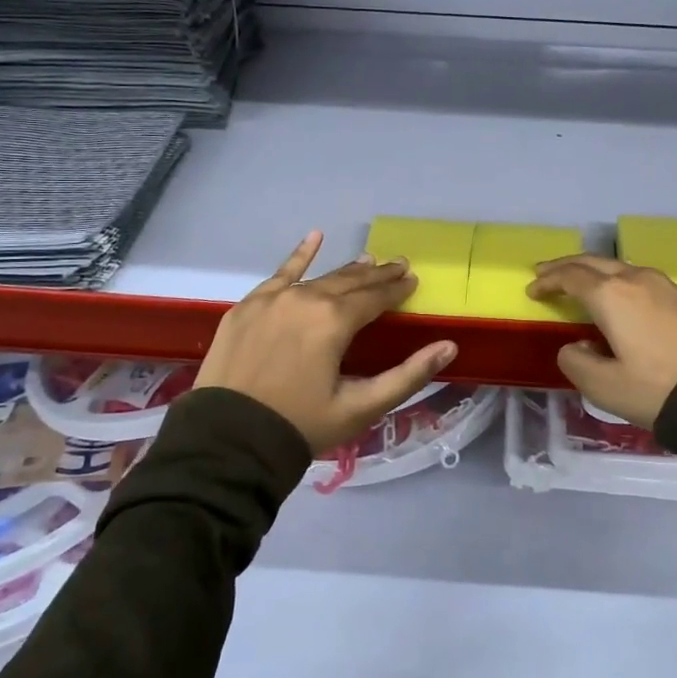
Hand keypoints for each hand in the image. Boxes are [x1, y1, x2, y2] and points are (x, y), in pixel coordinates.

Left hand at [195, 233, 458, 455]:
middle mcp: (306, 299)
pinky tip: (314, 237)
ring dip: (346, 270)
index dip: (397, 289)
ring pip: (319, 278)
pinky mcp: (248, 306)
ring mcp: (273, 299)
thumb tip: (449, 347)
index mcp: (335, 321)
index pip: (375, 298)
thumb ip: (408, 375)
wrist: (227, 441)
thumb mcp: (361, 407)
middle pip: (350, 282)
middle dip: (377, 275)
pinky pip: (280, 274)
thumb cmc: (300, 425)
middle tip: (398, 265)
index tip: (413, 280)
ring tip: (368, 260)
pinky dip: (298, 256)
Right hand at [527, 256, 676, 427]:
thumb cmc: (661, 388)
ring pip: (620, 267)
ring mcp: (666, 286)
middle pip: (594, 262)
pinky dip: (620, 282)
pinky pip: (642, 280)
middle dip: (567, 266)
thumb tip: (575, 347)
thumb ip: (578, 364)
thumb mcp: (607, 388)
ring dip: (595, 271)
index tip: (532, 290)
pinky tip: (623, 300)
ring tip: (583, 283)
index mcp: (611, 296)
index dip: (548, 281)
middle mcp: (636, 280)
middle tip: (546, 272)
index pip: (571, 277)